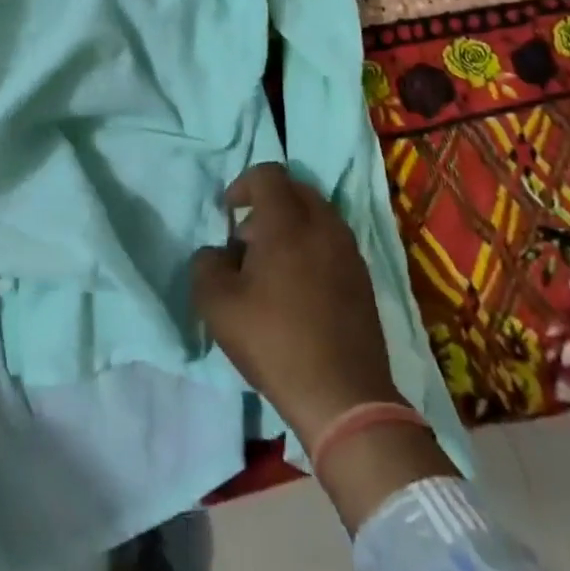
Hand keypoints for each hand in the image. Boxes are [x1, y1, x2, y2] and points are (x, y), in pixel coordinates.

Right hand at [190, 163, 403, 453]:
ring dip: (291, 227)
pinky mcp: (363, 278)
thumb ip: (206, 265)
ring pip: (317, 216)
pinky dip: (312, 248)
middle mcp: (324, 227)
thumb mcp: (217, 305)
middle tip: (248, 242)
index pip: (268, 174)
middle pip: (295, 191)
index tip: (229, 214)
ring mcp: (349, 252)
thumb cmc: (274, 342)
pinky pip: (332, 243)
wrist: (343, 396)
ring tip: (272, 269)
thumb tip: (218, 253)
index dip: (242, 185)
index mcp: (287, 224)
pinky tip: (298, 290)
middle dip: (267, 205)